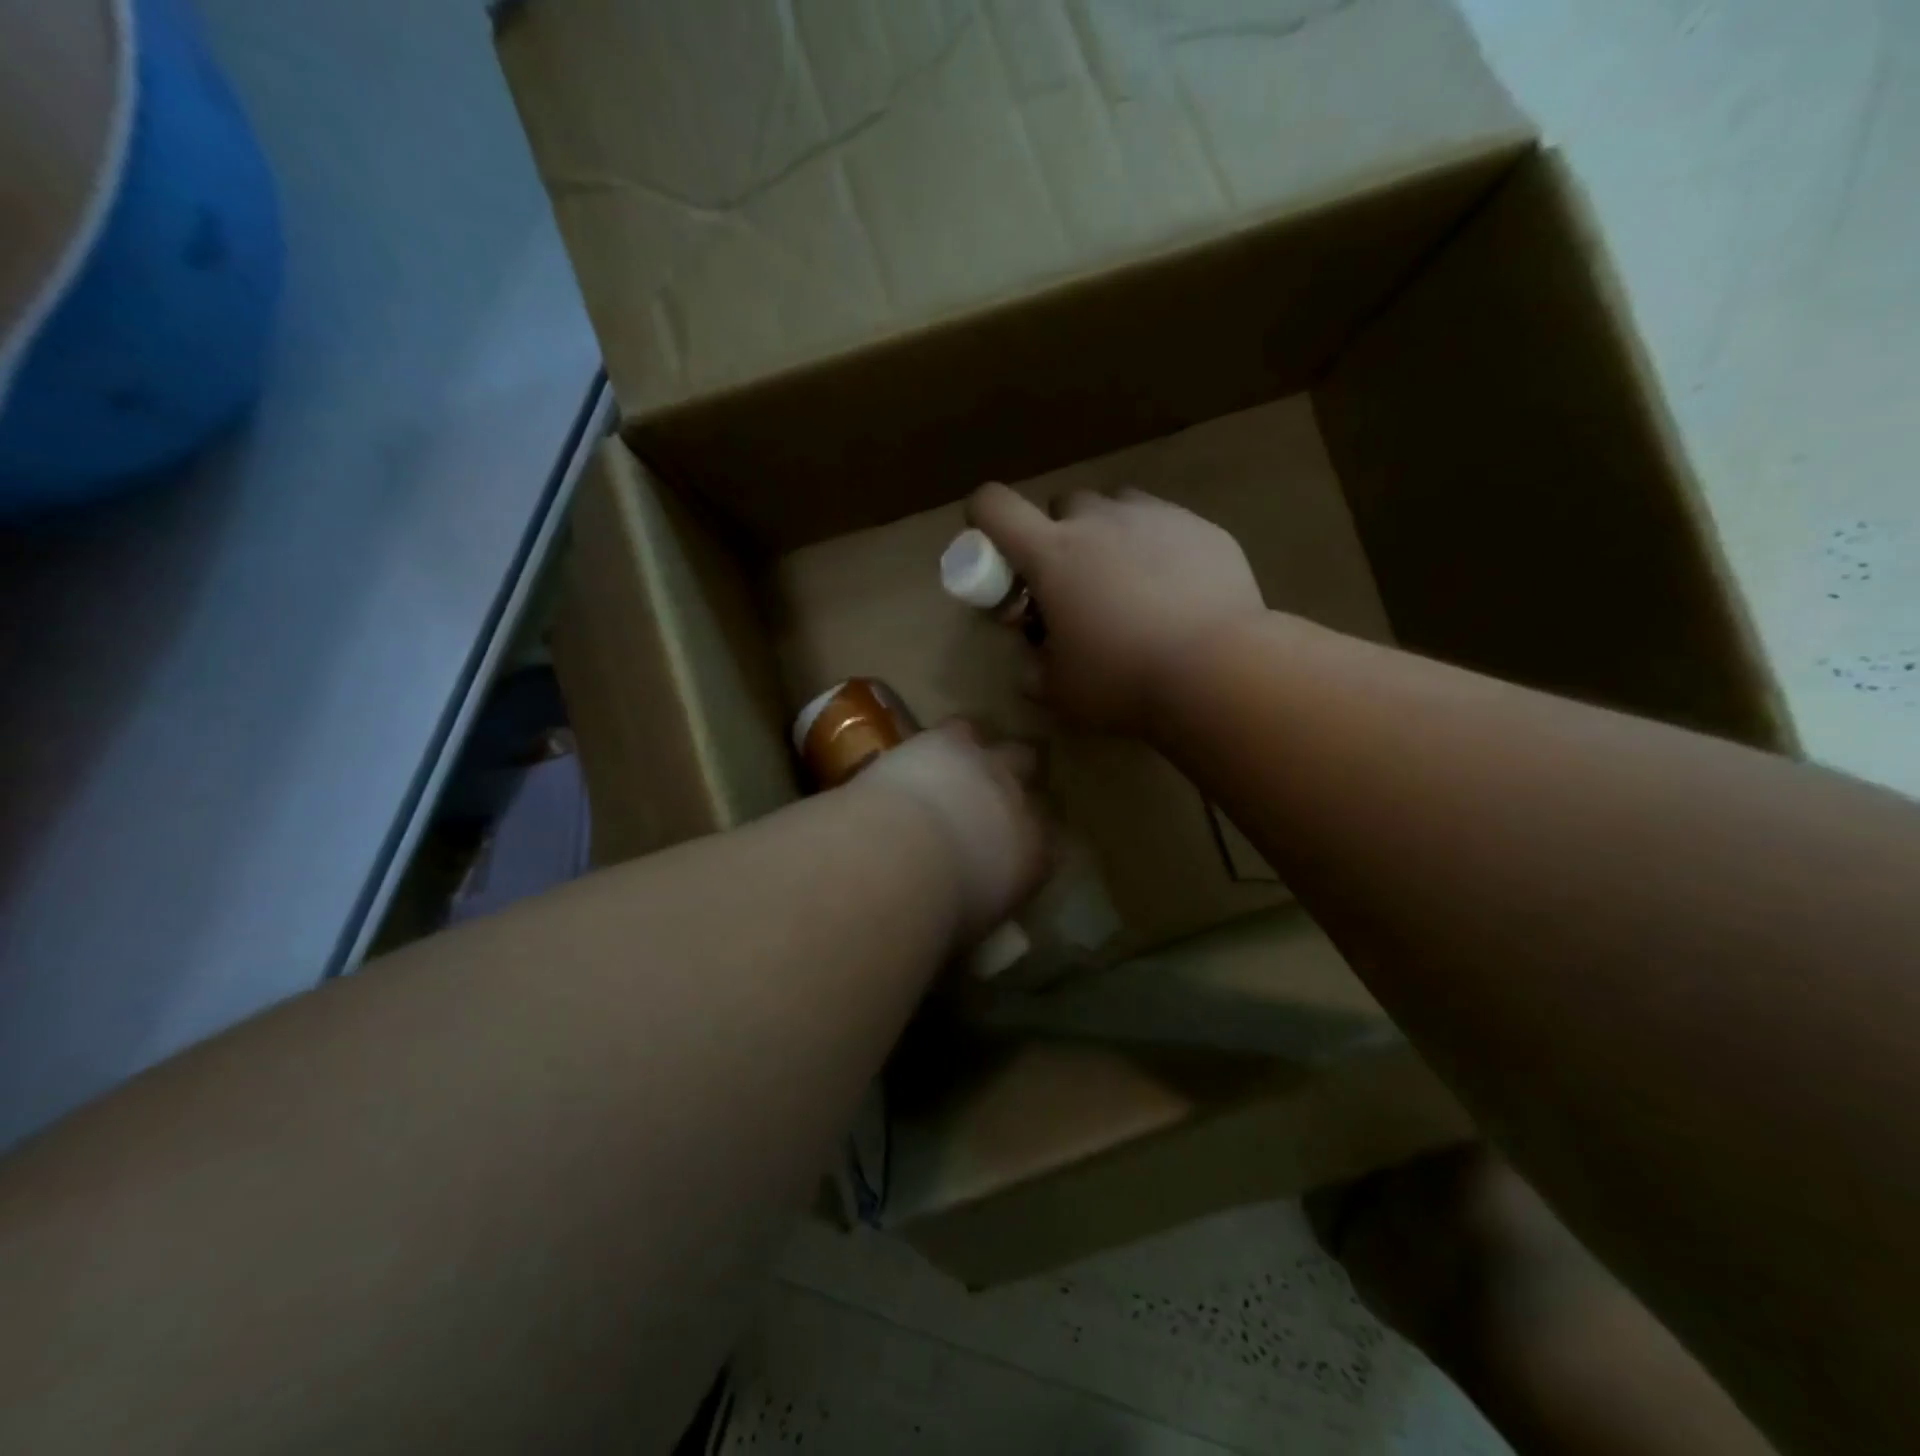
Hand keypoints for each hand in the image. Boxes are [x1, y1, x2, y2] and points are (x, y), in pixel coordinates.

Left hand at [855, 721, 1047, 940]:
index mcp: (1036, 855)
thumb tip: (976, 922)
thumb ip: (984, 912)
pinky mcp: (948, 741)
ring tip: (967, 765)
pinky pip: (961, 728)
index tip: (1016, 848)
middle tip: (994, 796)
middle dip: (1019, 783)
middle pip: (1037, 784)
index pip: (1051, 842)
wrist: (898, 860)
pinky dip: (949, 740)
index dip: (1034, 839)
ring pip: (1009, 747)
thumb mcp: (972, 927)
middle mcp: (1022, 803)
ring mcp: (989, 767)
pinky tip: (929, 749)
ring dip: (992, 756)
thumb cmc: (936, 913)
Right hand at [967, 483, 1265, 734]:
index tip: (1000, 554)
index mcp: (1052, 554)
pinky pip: (1166, 523)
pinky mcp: (1202, 528)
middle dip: (1060, 535)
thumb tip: (1032, 664)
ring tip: (1127, 580)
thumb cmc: (1123, 679)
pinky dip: (1158, 546)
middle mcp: (1099, 521)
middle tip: (1074, 584)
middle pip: (1063, 503)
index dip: (984, 520)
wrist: (1218, 669)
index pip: (994, 505)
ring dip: (1109, 533)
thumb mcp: (1060, 689)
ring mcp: (1155, 517)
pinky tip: (1177, 590)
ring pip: (1117, 505)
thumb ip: (1034, 670)